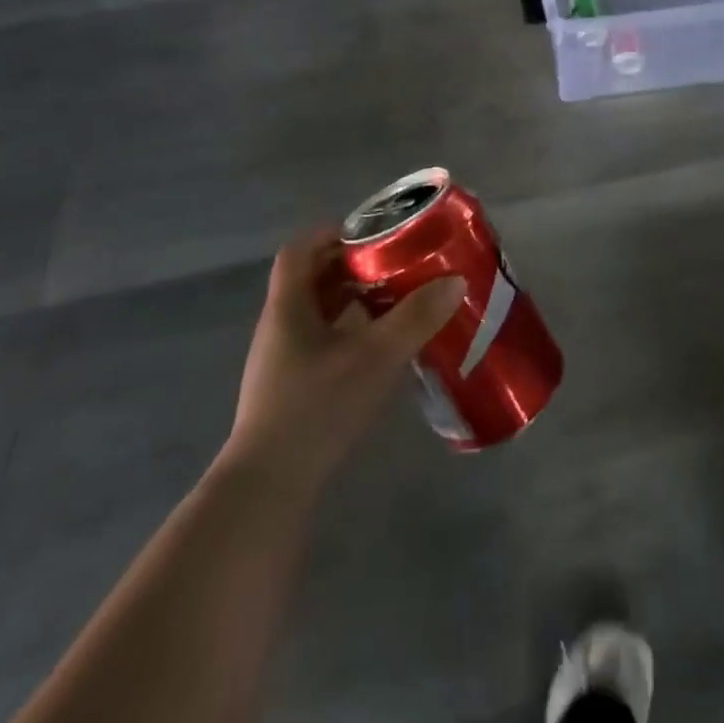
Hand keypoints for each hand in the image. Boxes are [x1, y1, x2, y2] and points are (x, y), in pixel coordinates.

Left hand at [225, 233, 464, 487]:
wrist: (268, 490)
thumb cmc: (316, 408)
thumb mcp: (375, 357)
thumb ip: (416, 317)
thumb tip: (455, 280)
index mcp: (288, 307)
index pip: (299, 250)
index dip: (332, 233)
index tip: (372, 233)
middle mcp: (279, 327)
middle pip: (312, 279)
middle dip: (353, 266)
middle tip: (395, 265)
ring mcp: (281, 361)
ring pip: (318, 313)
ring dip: (353, 301)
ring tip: (396, 301)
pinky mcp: (290, 390)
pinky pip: (322, 342)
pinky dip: (350, 333)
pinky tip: (380, 348)